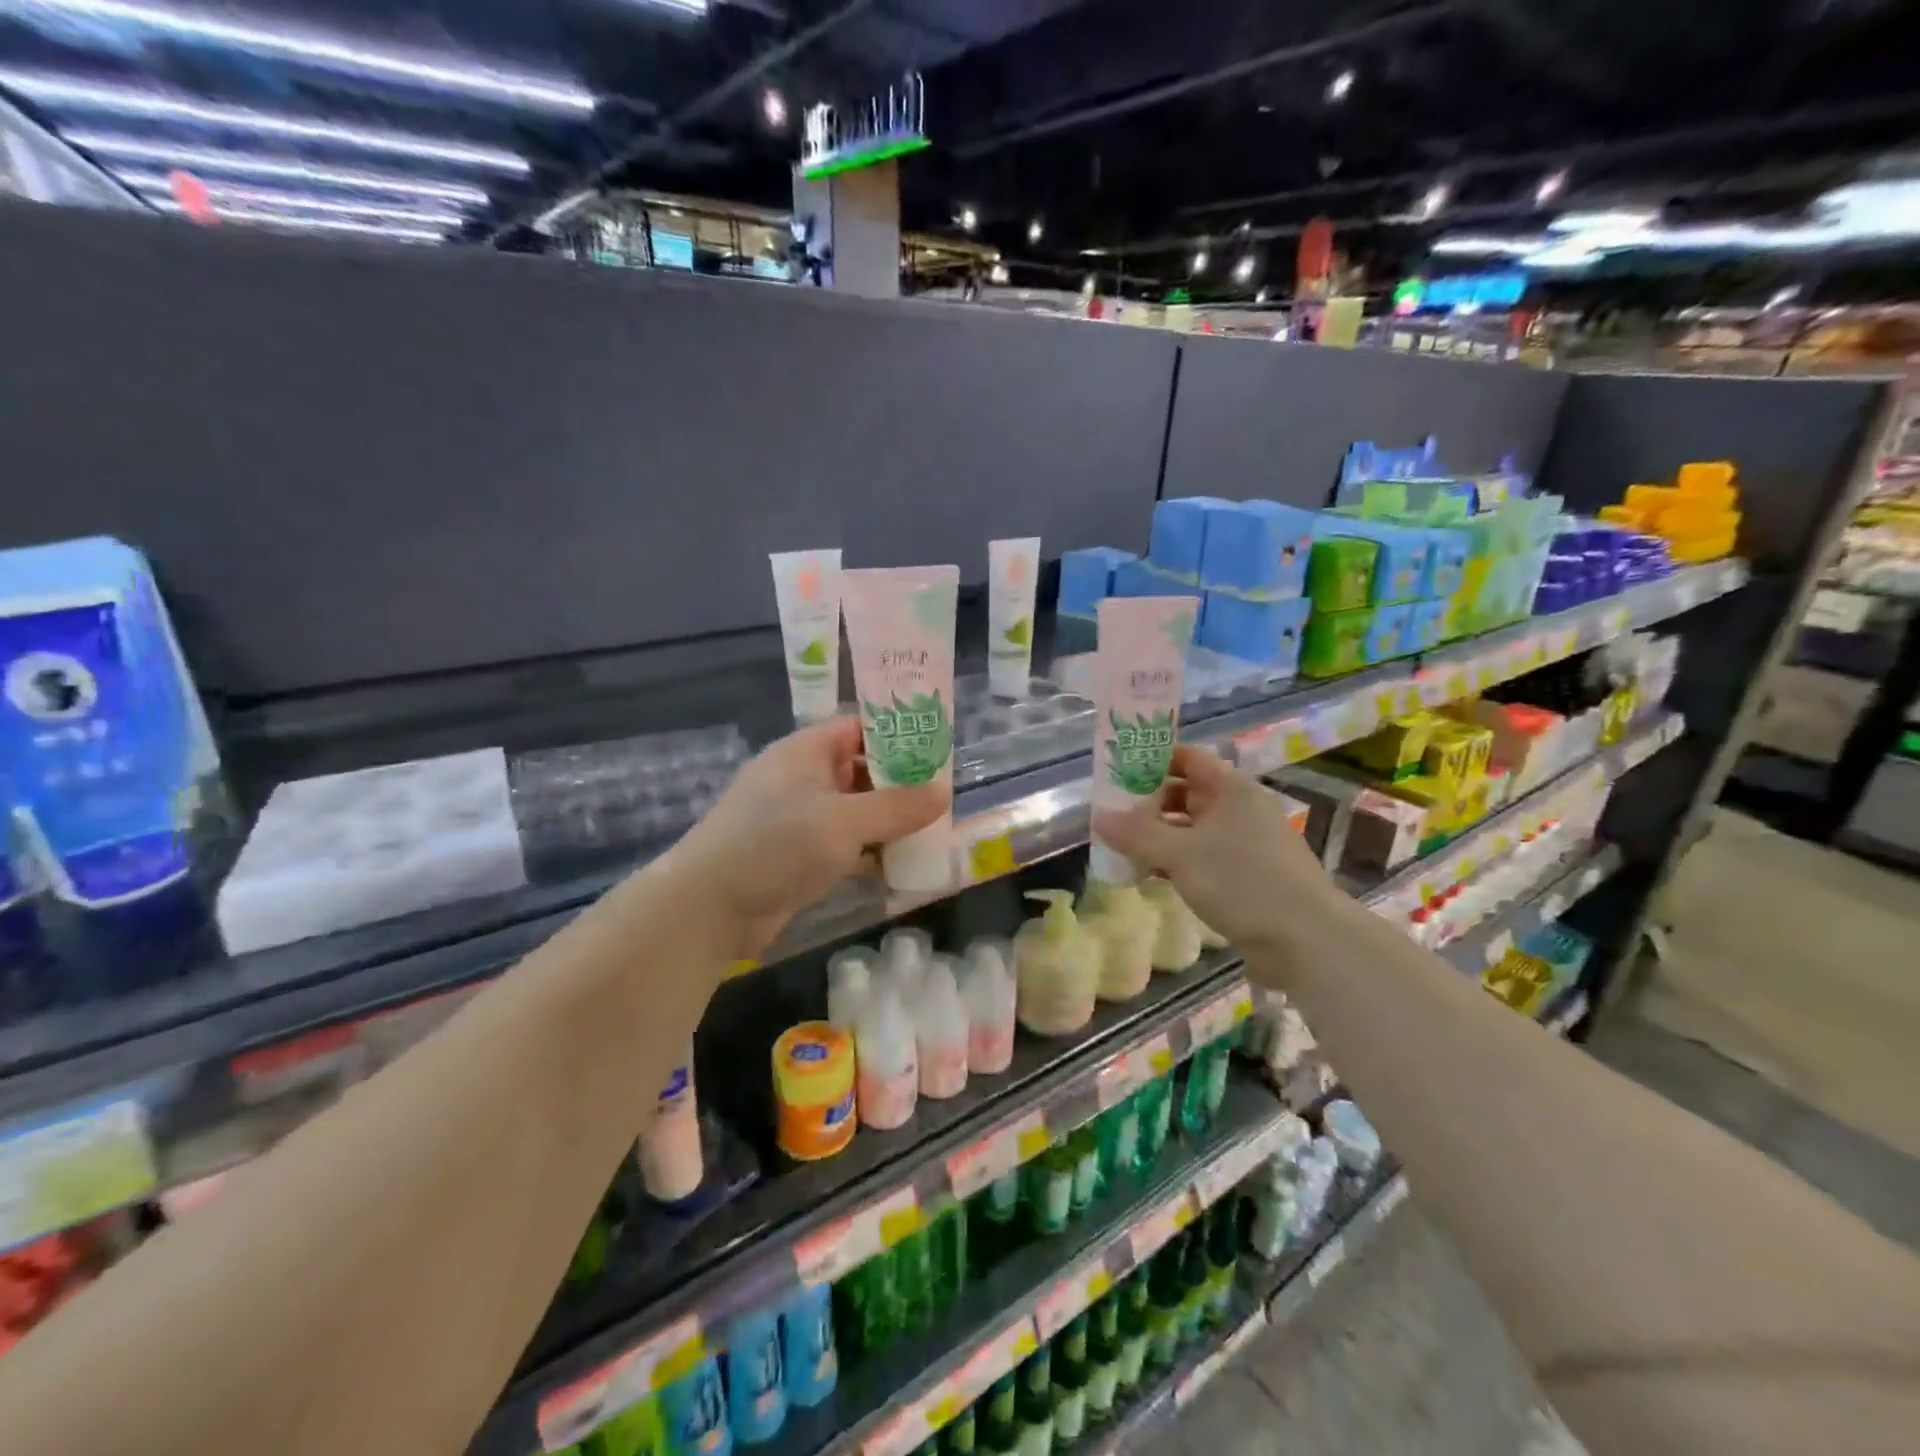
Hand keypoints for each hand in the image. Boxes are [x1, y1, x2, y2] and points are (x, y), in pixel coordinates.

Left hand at [670, 717, 946, 954]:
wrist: (709, 907)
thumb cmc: (776, 845)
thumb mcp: (844, 822)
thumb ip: (897, 807)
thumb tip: (944, 792)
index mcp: (805, 752)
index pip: (858, 728)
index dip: (897, 734)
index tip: (937, 750)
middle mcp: (801, 778)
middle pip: (859, 770)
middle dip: (899, 783)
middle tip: (942, 795)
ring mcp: (796, 818)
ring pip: (853, 810)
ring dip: (887, 821)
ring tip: (932, 829)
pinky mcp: (796, 855)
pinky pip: (842, 843)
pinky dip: (868, 851)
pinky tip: (900, 864)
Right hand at [1093, 745, 1340, 949]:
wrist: (1305, 940)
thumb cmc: (1242, 882)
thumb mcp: (1180, 854)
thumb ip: (1136, 834)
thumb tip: (1098, 818)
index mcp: (1231, 789)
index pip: (1187, 758)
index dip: (1152, 760)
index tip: (1117, 771)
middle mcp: (1239, 809)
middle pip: (1186, 793)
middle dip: (1148, 802)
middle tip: (1111, 813)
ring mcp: (1244, 843)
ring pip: (1191, 828)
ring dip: (1158, 835)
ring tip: (1121, 846)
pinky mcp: (1246, 875)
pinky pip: (1201, 856)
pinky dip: (1175, 860)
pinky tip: (1148, 875)